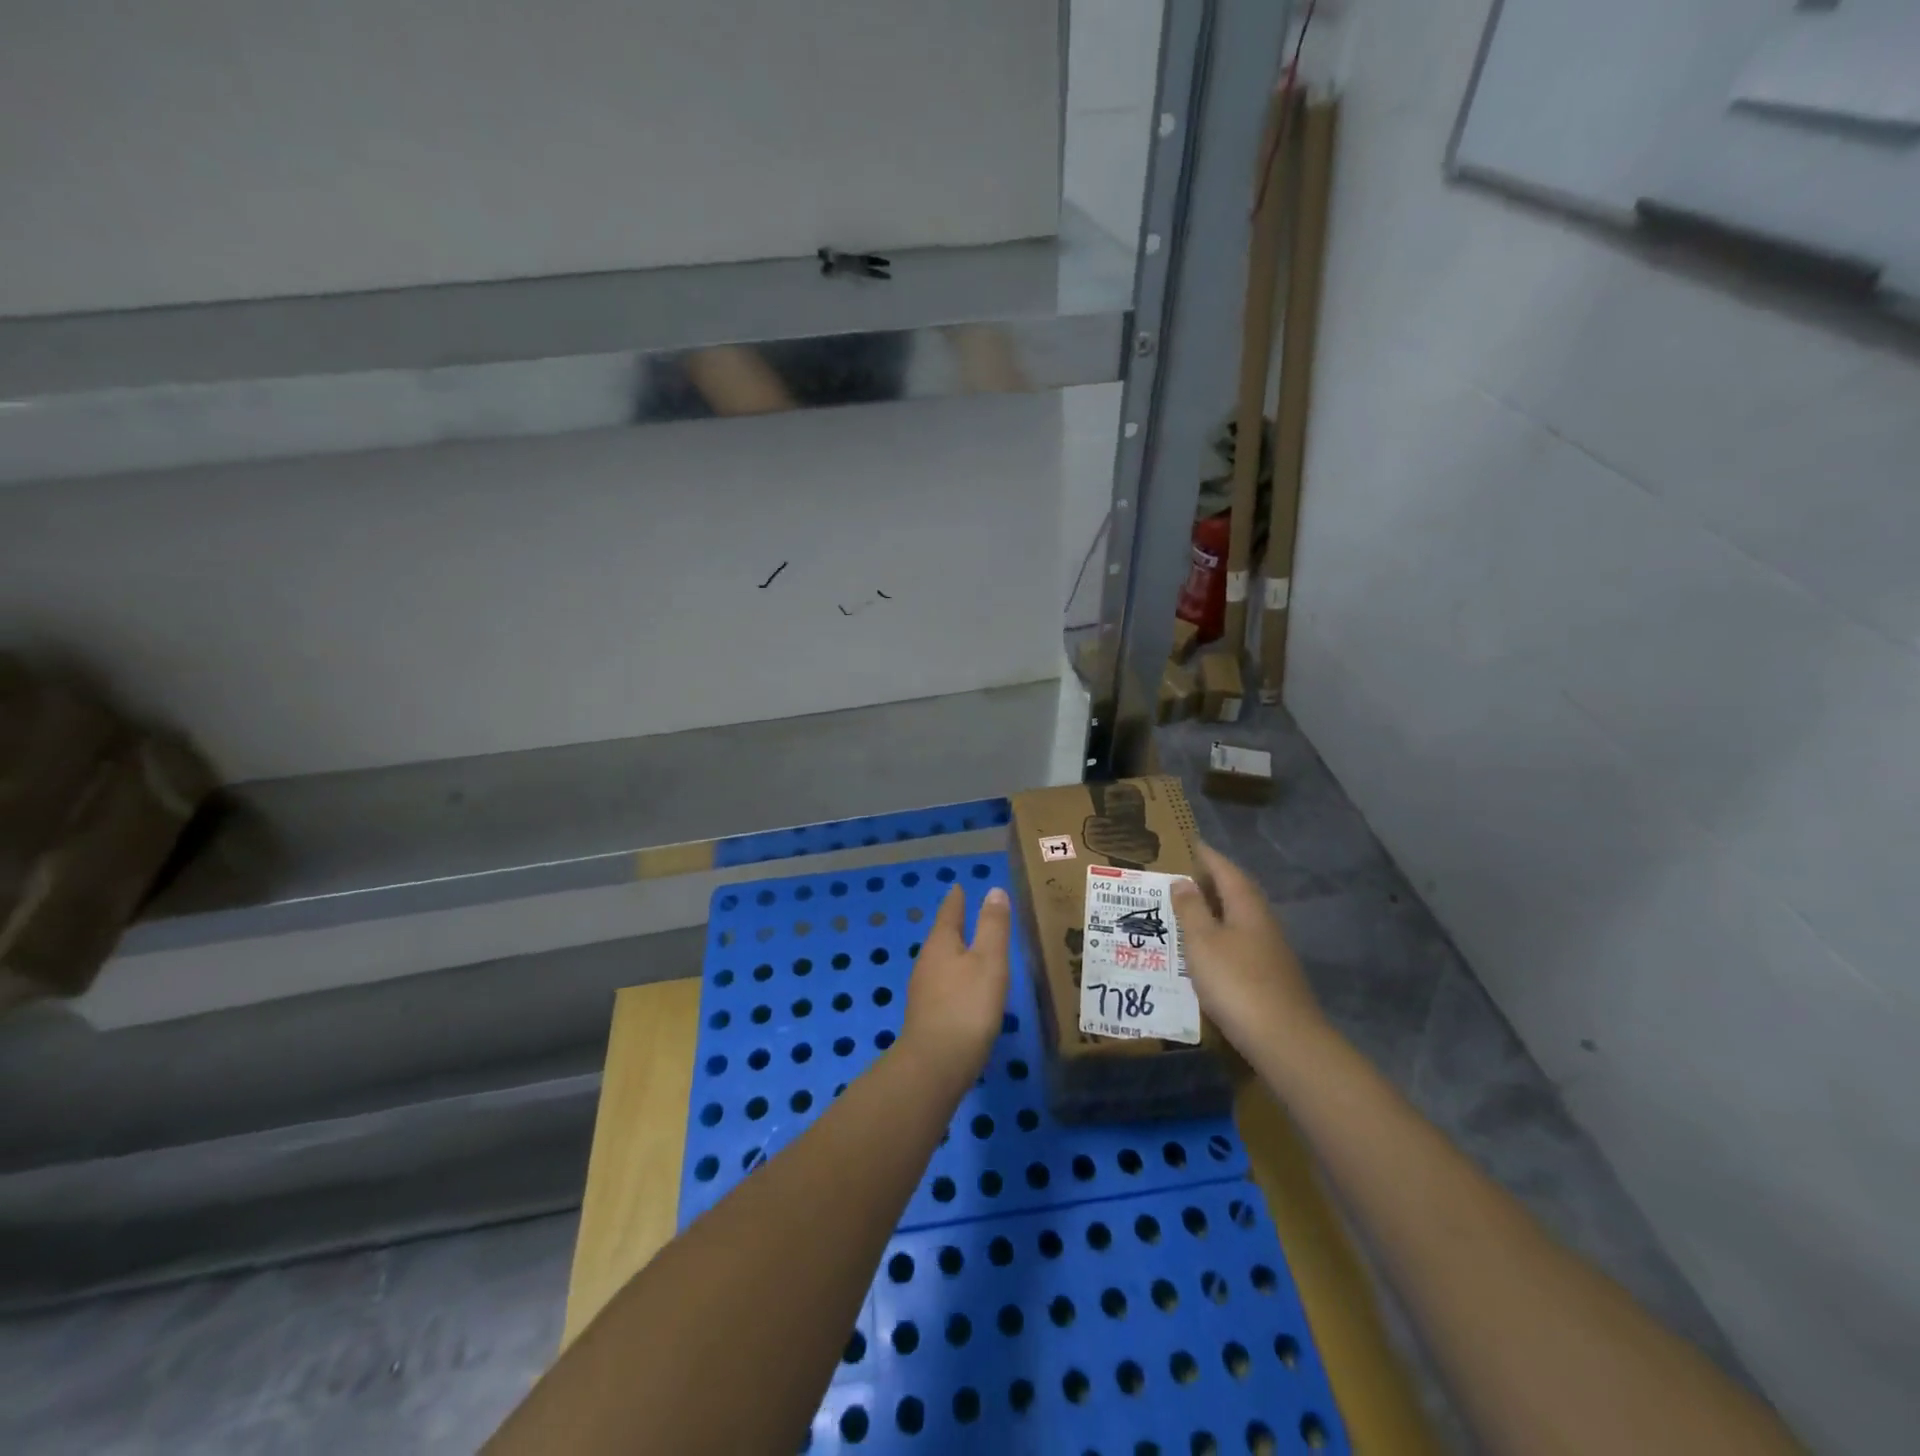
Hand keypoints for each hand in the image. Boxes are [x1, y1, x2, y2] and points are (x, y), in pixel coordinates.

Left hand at [900, 885, 1011, 1092]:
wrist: (936, 1064)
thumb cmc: (967, 1006)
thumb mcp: (989, 961)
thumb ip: (993, 926)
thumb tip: (994, 890)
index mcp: (941, 943)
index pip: (949, 912)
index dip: (957, 899)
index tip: (958, 886)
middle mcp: (927, 962)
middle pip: (942, 936)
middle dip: (954, 924)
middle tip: (967, 911)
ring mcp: (924, 990)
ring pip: (941, 961)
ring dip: (954, 951)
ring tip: (970, 948)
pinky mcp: (927, 1015)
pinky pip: (943, 984)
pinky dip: (955, 977)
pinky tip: (965, 988)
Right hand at [1170, 843, 1327, 1058]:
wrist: (1284, 1039)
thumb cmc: (1236, 982)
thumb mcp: (1202, 942)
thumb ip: (1191, 910)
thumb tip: (1182, 881)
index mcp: (1247, 907)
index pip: (1226, 871)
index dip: (1208, 857)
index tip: (1192, 843)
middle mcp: (1263, 922)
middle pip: (1238, 892)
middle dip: (1214, 880)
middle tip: (1186, 874)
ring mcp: (1271, 950)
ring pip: (1241, 918)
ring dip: (1218, 908)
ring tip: (1192, 908)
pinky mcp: (1271, 975)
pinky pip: (1242, 940)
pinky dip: (1223, 934)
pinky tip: (1210, 948)